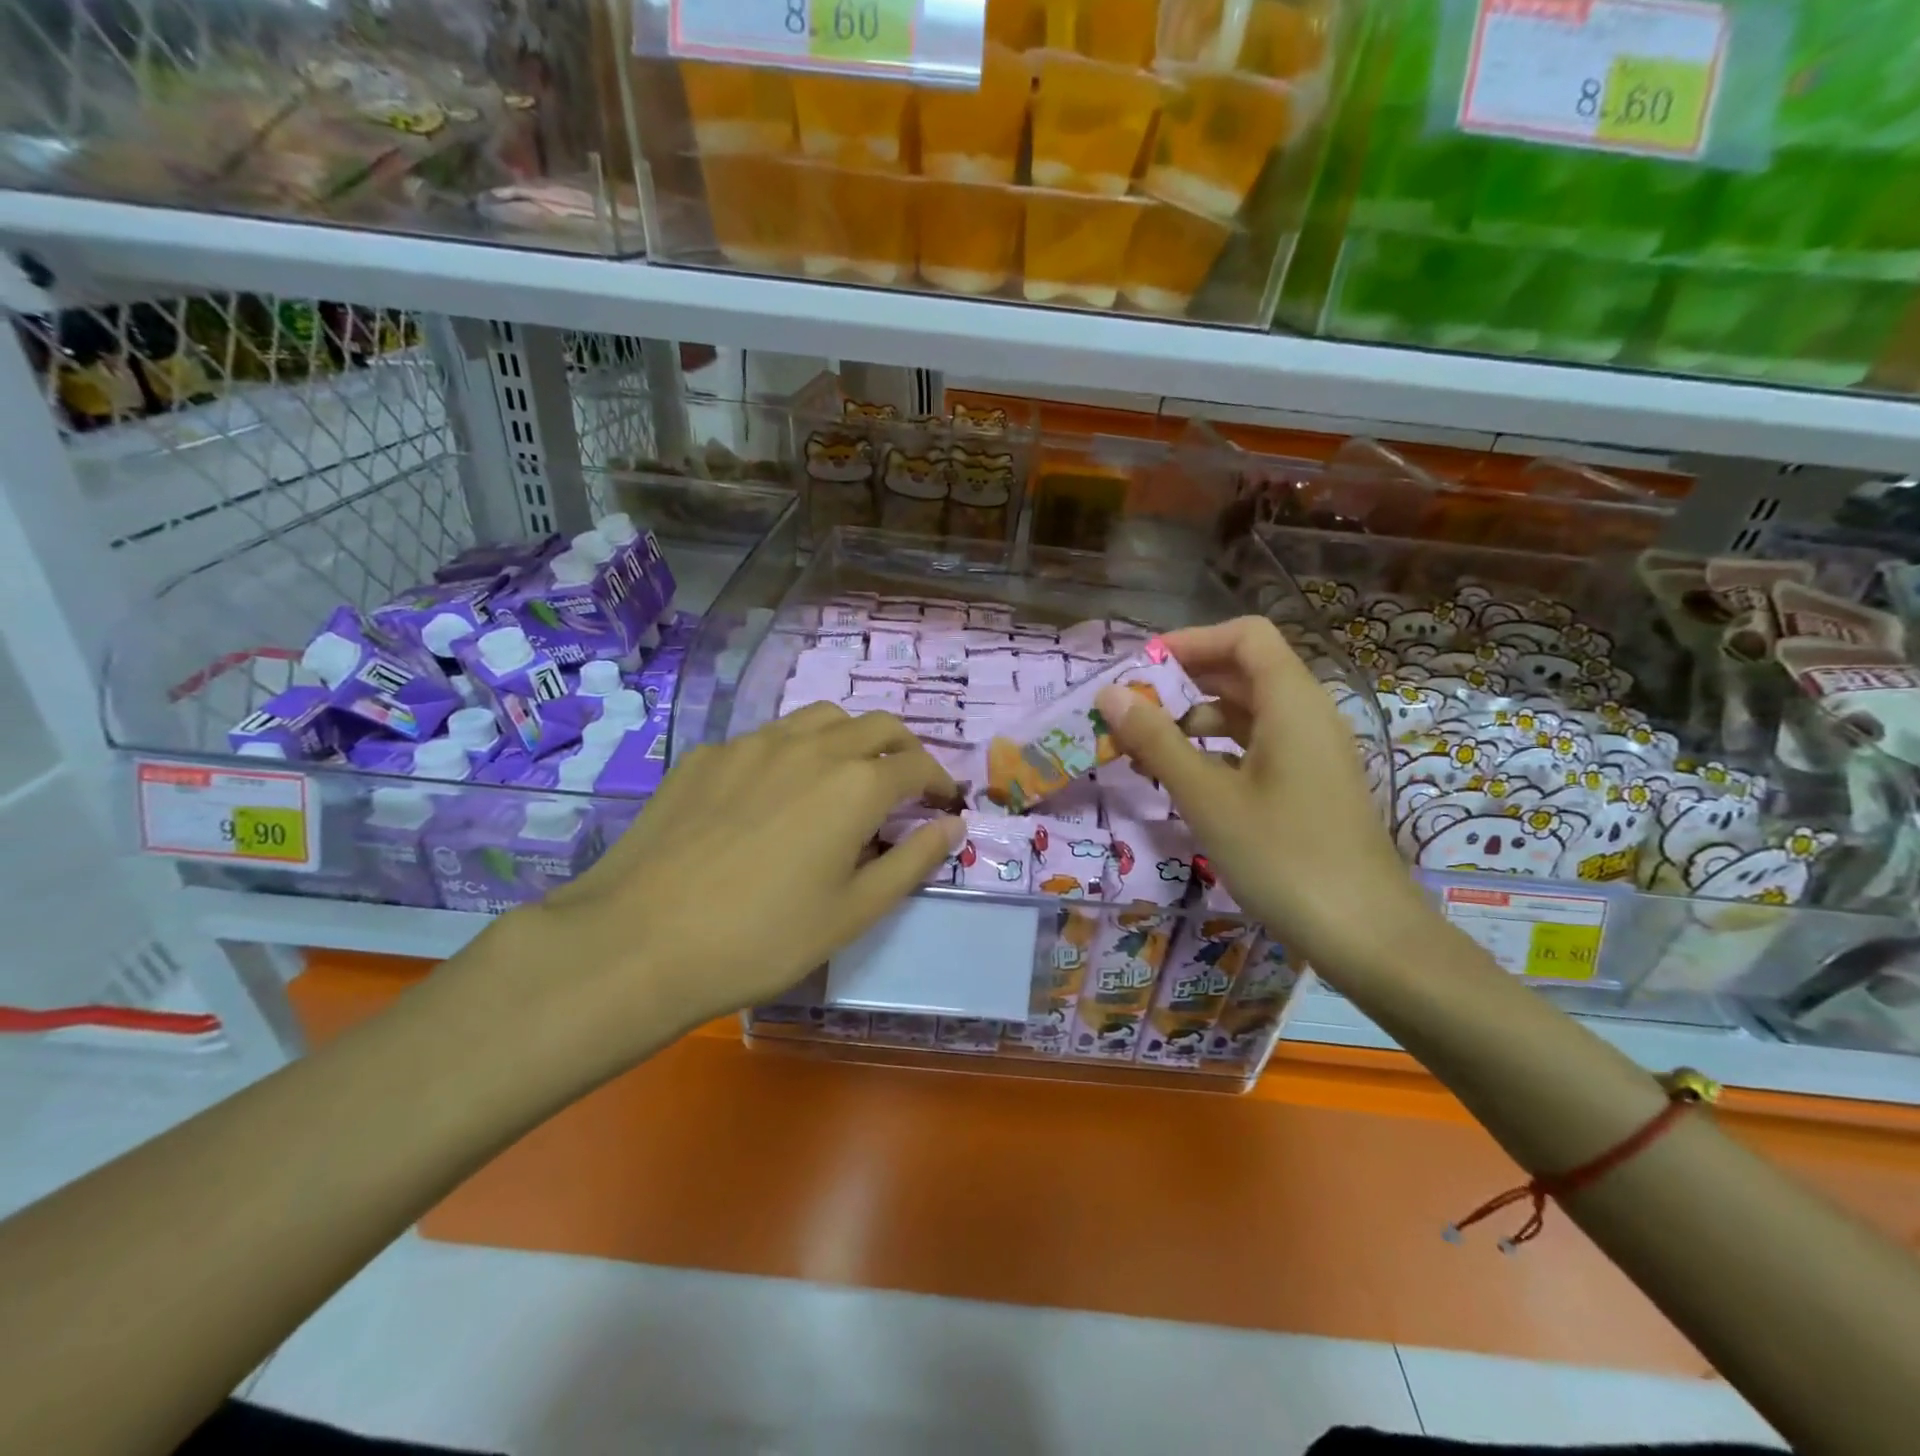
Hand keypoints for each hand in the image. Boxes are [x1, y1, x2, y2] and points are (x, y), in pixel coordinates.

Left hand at [472, 707, 961, 1075]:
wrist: (639, 941)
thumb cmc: (762, 938)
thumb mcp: (853, 912)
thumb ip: (912, 861)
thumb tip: (951, 825)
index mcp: (856, 784)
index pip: (917, 766)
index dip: (940, 782)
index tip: (944, 803)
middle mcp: (810, 746)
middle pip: (877, 725)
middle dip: (903, 749)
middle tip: (905, 784)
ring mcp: (752, 743)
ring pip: (820, 718)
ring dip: (850, 738)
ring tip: (845, 776)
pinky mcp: (707, 755)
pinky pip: (766, 738)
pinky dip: (793, 752)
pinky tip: (773, 794)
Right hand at [1094, 616, 1434, 979]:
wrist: (1365, 934)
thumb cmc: (1282, 856)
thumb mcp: (1207, 797)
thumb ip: (1156, 740)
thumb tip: (1109, 694)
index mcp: (1291, 702)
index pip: (1244, 636)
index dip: (1192, 641)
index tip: (1141, 669)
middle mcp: (1307, 714)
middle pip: (1243, 671)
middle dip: (1183, 682)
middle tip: (1130, 710)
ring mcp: (1312, 752)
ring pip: (1248, 712)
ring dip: (1194, 720)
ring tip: (1144, 750)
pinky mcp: (1310, 785)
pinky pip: (1258, 746)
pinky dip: (1217, 750)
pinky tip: (1183, 780)